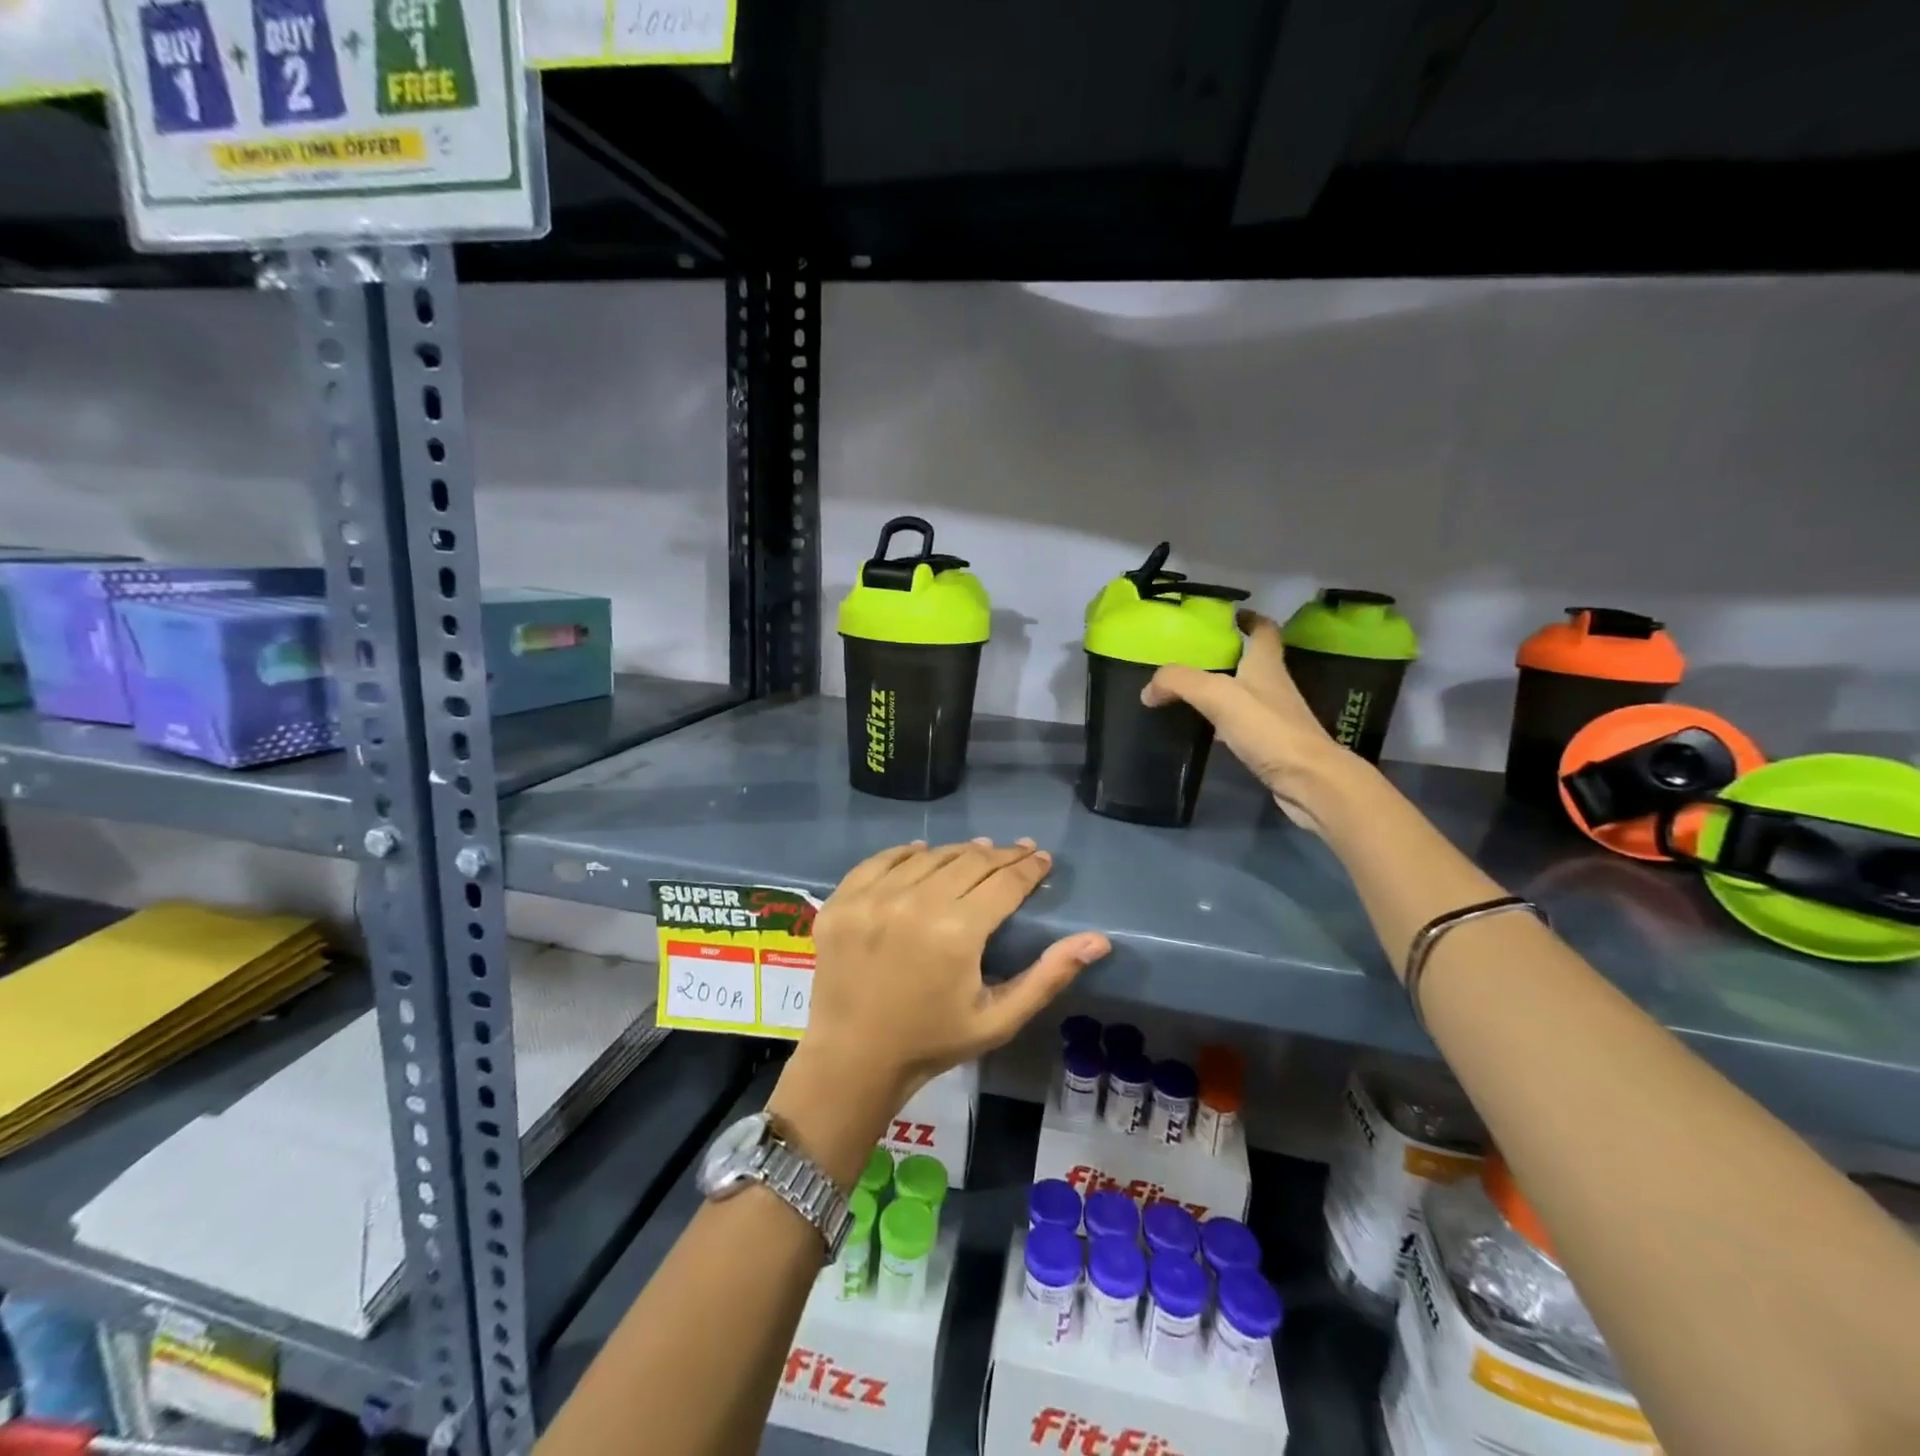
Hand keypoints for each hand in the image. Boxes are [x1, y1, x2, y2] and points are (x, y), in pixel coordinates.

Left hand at [802, 840, 1111, 1110]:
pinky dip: (906, 854)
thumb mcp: (998, 1018)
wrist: (853, 1058)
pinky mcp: (843, 900)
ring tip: (978, 852)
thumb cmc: (932, 1041)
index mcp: (957, 931)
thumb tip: (1098, 940)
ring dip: (959, 852)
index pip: (1004, 882)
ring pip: (929, 856)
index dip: (1029, 868)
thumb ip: (1048, 976)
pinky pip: (881, 860)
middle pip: (969, 861)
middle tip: (1018, 851)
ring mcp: (873, 898)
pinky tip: (923, 853)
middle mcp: (915, 903)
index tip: (1042, 858)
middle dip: (1001, 854)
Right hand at [1142, 609, 1358, 832]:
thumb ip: (1180, 683)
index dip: (1249, 618)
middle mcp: (1274, 685)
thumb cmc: (1267, 729)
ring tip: (1188, 692)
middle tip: (1191, 656)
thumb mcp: (1217, 695)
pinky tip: (1203, 730)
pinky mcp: (1271, 745)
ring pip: (1245, 693)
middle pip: (1251, 661)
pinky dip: (1222, 722)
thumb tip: (1148, 690)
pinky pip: (1242, 724)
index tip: (1229, 615)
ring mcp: (1275, 717)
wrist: (1308, 781)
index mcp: (1266, 664)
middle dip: (1226, 655)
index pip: (1263, 630)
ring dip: (1221, 689)